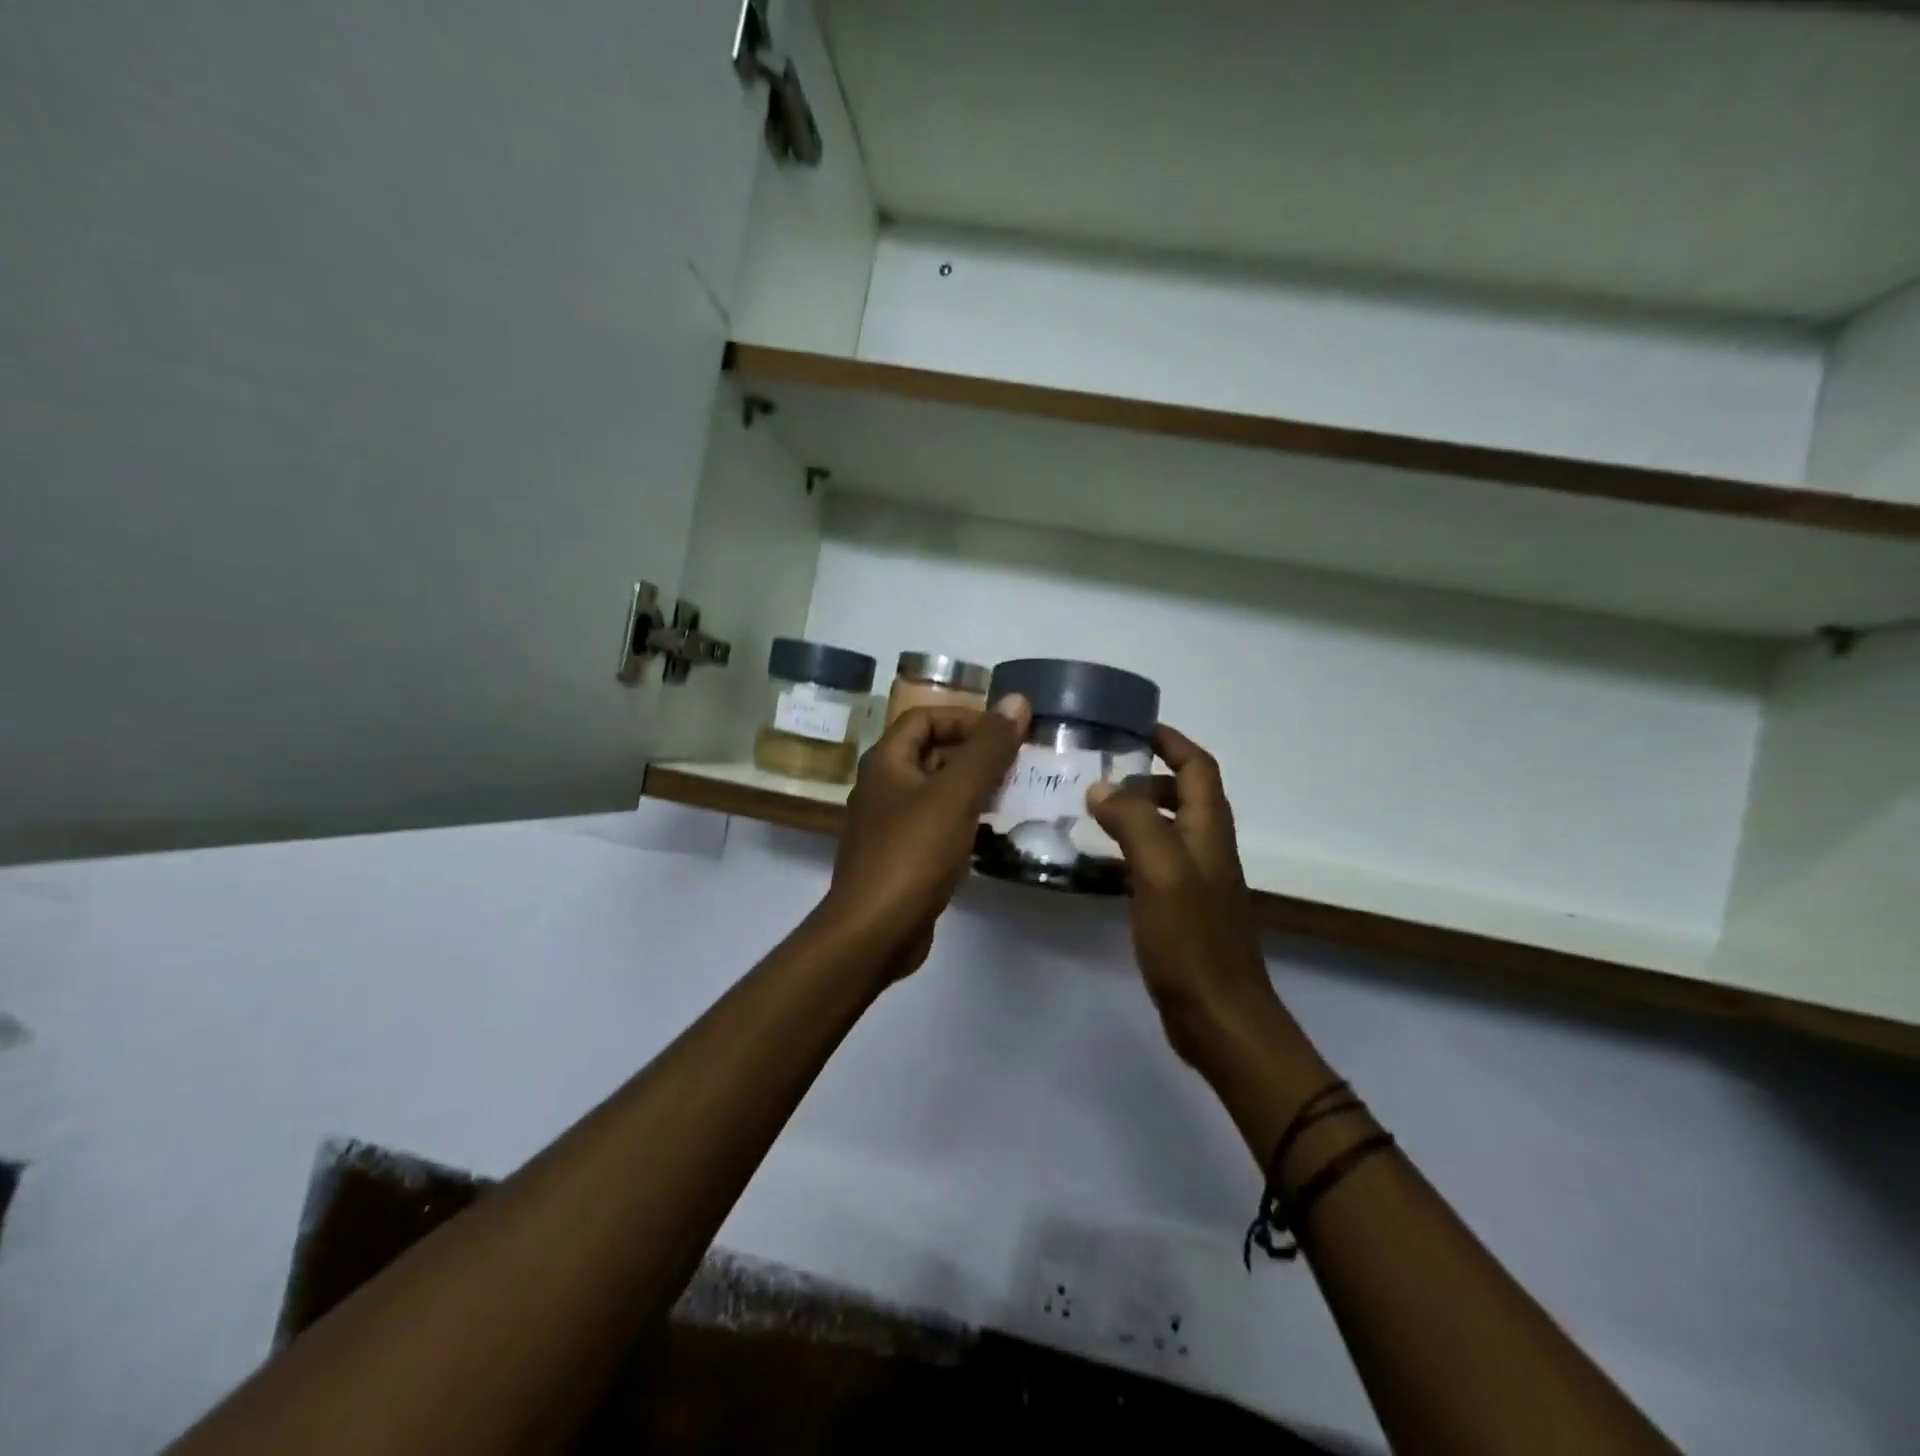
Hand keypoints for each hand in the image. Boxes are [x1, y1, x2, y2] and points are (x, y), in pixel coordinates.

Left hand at [817, 695, 1030, 978]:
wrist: (874, 932)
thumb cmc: (913, 854)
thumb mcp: (956, 794)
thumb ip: (987, 748)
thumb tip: (1017, 701)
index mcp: (886, 763)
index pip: (924, 718)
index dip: (965, 718)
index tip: (1005, 733)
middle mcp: (883, 788)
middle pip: (931, 754)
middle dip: (975, 754)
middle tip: (1018, 765)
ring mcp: (889, 826)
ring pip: (936, 793)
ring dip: (973, 789)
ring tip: (1014, 796)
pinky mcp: (901, 859)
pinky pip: (936, 827)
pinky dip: (963, 822)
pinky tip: (992, 835)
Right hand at [1087, 726, 1286, 1071]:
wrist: (1219, 1017)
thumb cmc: (1192, 940)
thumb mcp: (1160, 870)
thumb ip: (1133, 821)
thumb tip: (1101, 787)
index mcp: (1209, 831)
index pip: (1198, 768)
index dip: (1172, 742)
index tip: (1135, 727)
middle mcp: (1207, 849)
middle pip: (1184, 795)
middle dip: (1148, 775)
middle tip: (1101, 773)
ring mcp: (1195, 882)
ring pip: (1167, 830)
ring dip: (1136, 812)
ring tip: (1091, 811)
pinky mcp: (1181, 911)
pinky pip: (1153, 864)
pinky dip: (1128, 851)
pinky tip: (1098, 864)